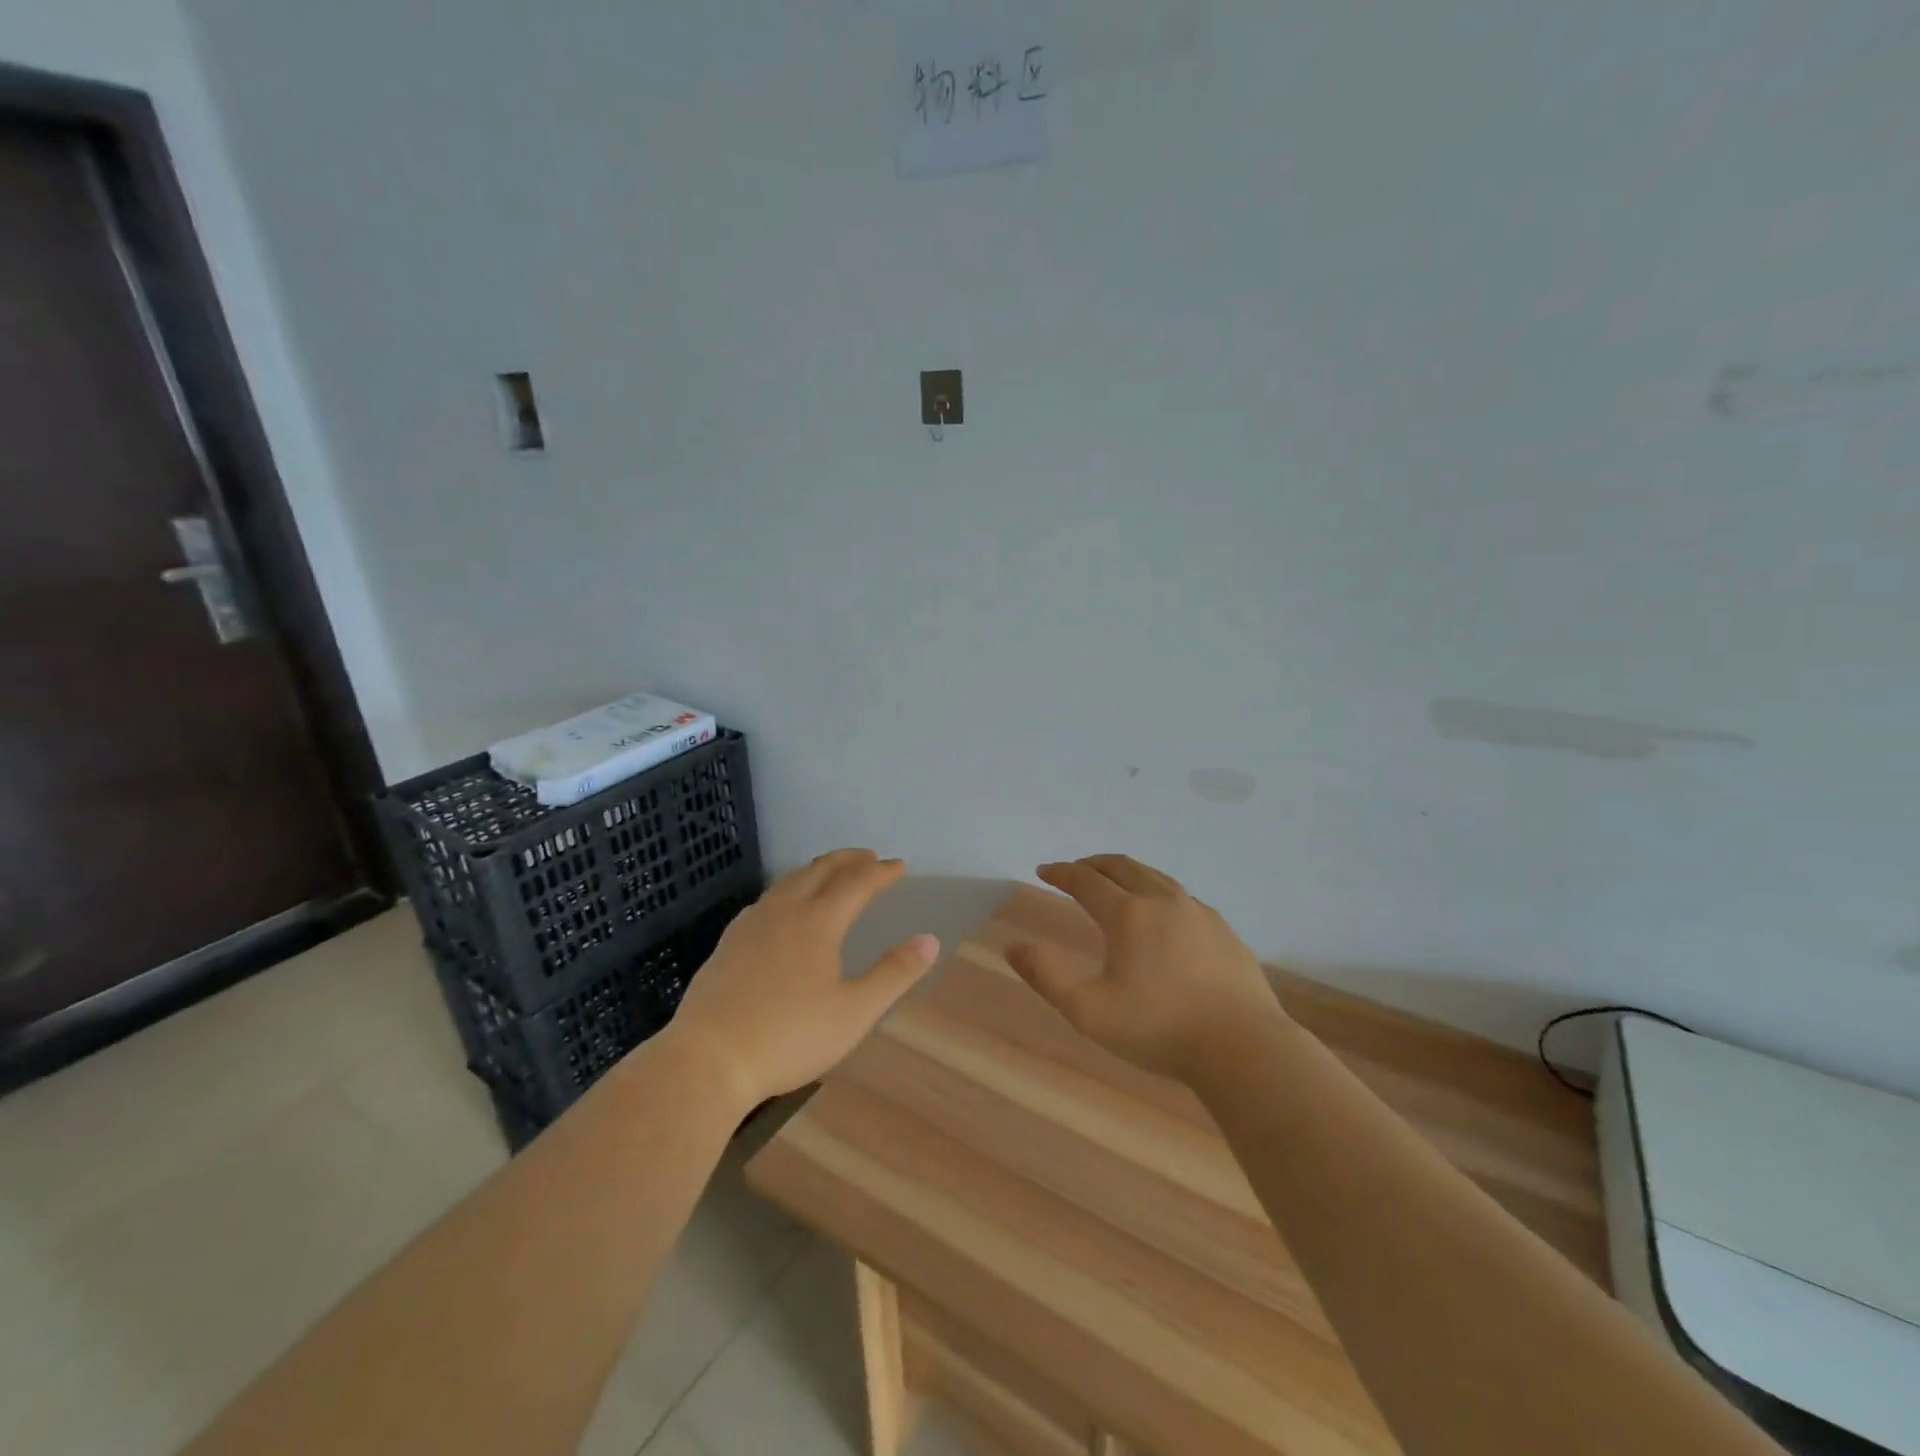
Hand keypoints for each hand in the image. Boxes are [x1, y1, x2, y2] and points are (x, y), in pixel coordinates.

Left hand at [663, 849, 938, 1109]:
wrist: (708, 1060)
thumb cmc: (789, 1037)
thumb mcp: (854, 1012)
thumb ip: (894, 974)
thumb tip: (930, 940)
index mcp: (818, 922)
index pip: (856, 883)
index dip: (880, 872)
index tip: (898, 866)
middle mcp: (784, 911)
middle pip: (820, 870)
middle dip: (848, 860)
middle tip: (869, 858)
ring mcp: (750, 924)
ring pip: (789, 881)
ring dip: (817, 870)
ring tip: (831, 873)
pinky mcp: (728, 942)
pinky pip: (766, 899)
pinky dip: (788, 888)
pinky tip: (783, 907)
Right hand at [1005, 854, 1284, 1082]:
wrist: (1244, 1048)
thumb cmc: (1159, 1029)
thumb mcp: (1088, 1010)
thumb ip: (1046, 976)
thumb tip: (1012, 946)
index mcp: (1129, 915)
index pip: (1086, 881)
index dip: (1061, 873)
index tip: (1043, 871)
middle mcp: (1163, 902)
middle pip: (1123, 868)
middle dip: (1093, 864)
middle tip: (1076, 869)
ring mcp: (1199, 913)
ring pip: (1156, 877)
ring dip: (1128, 873)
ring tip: (1115, 881)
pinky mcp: (1224, 931)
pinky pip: (1182, 897)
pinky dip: (1158, 891)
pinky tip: (1162, 913)